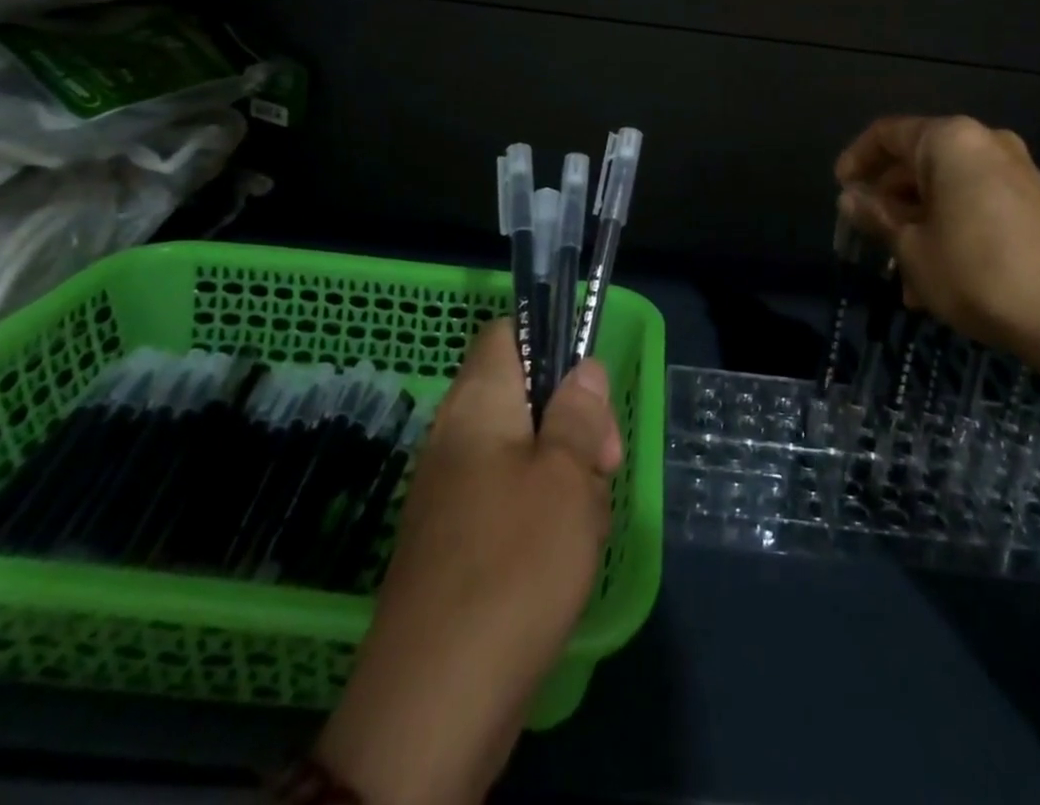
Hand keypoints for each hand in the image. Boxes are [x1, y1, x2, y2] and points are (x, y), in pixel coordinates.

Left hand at [317, 320, 621, 804]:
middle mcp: (457, 437)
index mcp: (477, 404)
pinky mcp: (458, 543)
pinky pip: (512, 502)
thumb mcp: (567, 476)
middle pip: (526, 395)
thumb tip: (583, 369)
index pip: (507, 333)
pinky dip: (546, 516)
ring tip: (586, 521)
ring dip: (568, 476)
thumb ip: (578, 413)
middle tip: (604, 466)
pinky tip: (565, 557)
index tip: (589, 390)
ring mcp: (453, 493)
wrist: (435, 705)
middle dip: (575, 422)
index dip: (551, 340)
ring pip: (527, 453)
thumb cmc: (513, 564)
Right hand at [834, 115, 1039, 348]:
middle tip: (868, 239)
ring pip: (946, 188)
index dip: (857, 160)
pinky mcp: (1032, 202)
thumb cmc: (975, 272)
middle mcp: (984, 143)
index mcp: (950, 141)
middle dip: (889, 201)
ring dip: (917, 223)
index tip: (840, 192)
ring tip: (902, 274)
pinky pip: (974, 202)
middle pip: (918, 161)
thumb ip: (876, 215)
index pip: (887, 134)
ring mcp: (1014, 171)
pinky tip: (936, 278)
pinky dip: (948, 227)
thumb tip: (849, 197)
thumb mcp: (911, 247)